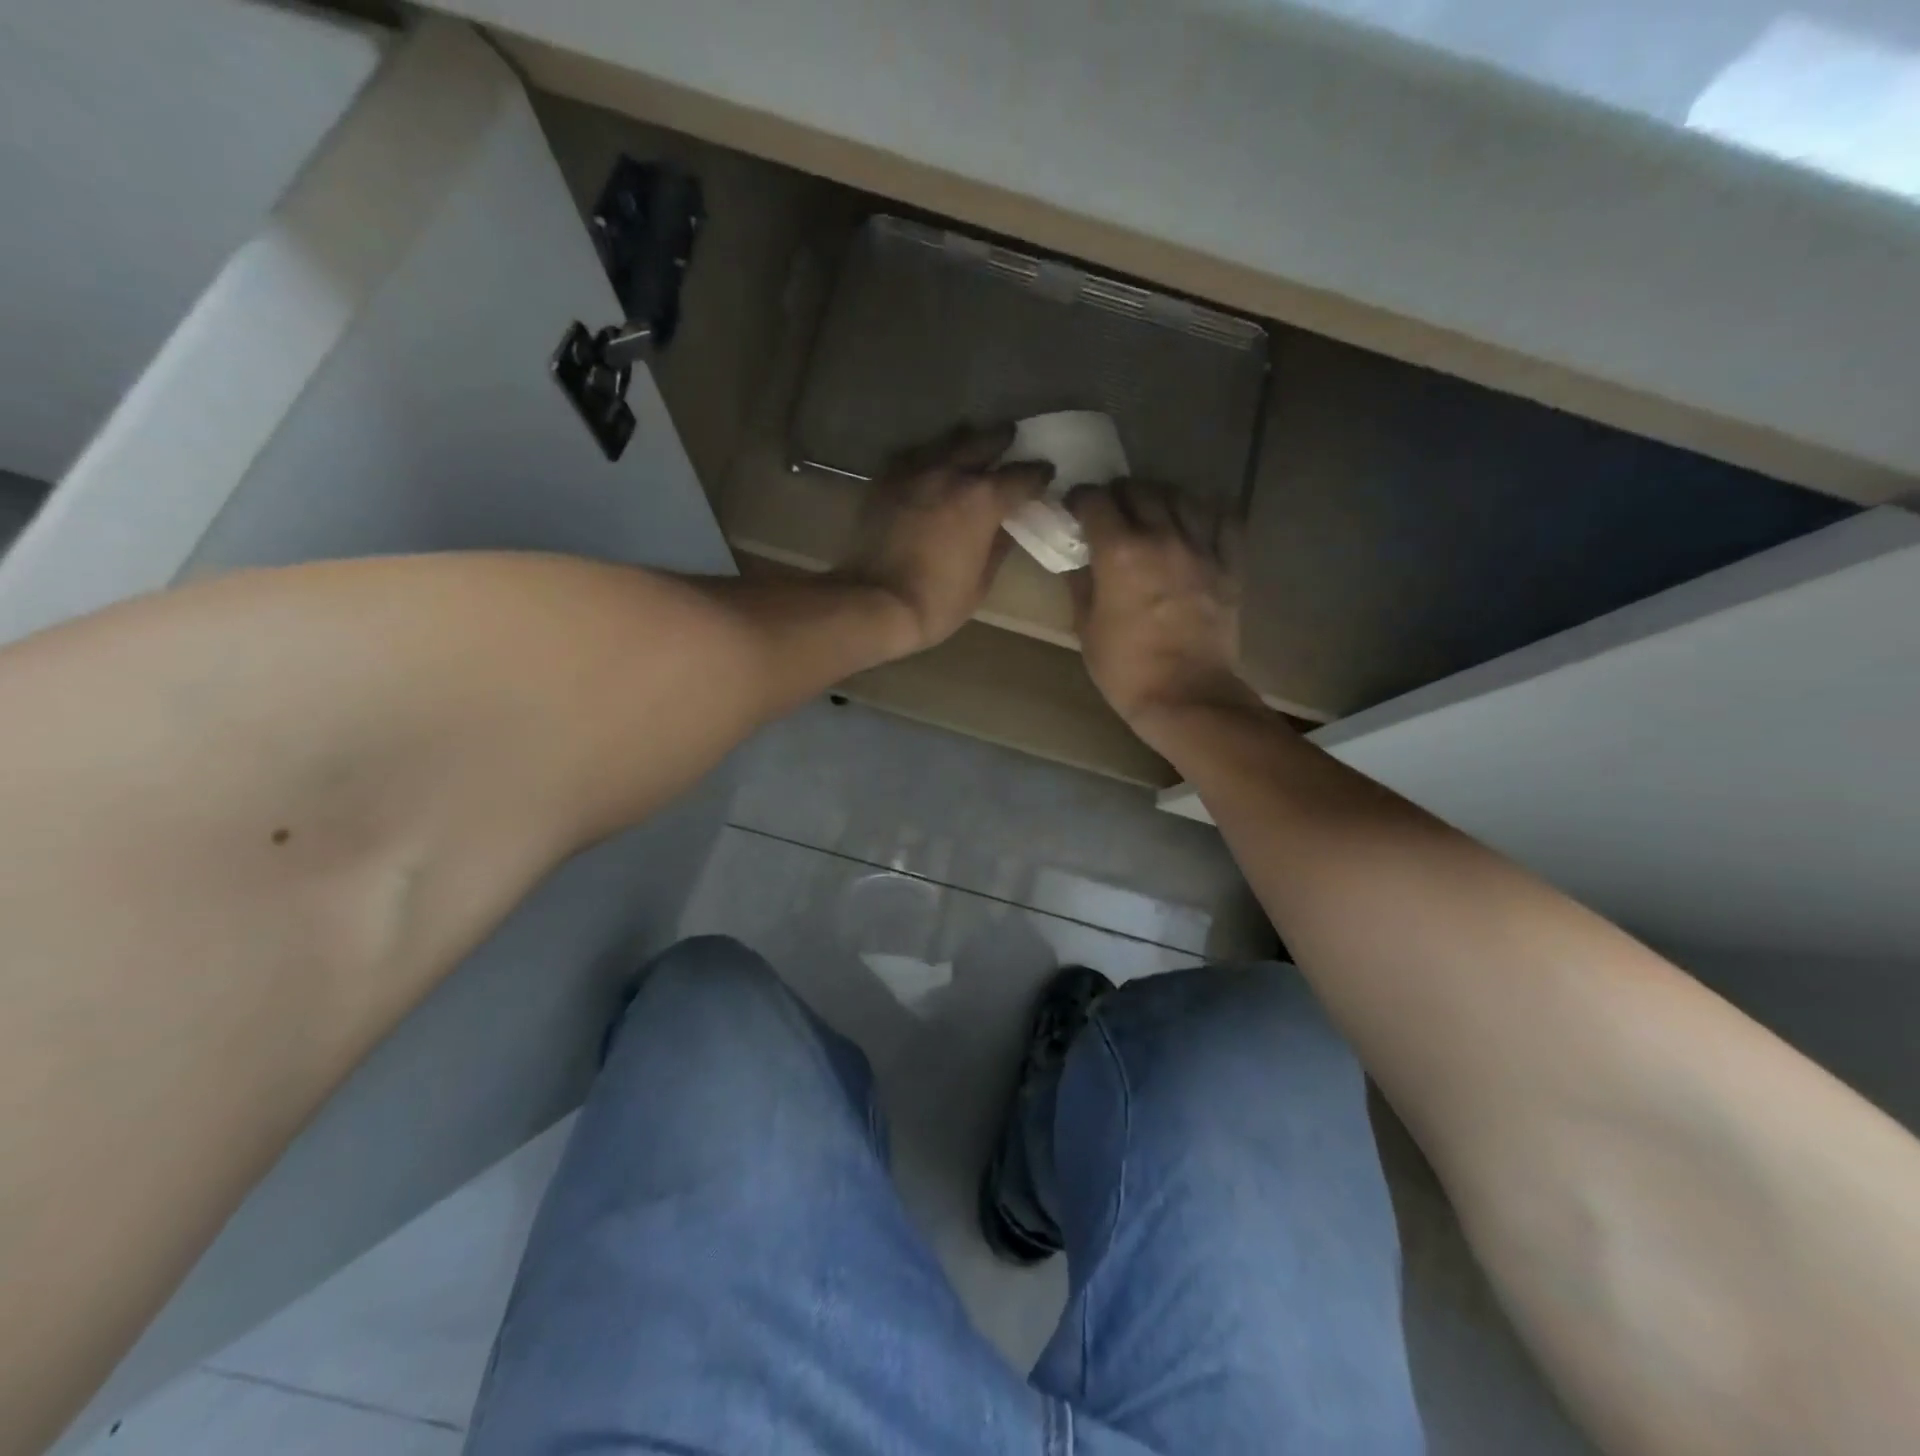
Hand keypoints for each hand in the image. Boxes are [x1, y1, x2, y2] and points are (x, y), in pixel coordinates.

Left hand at [833, 424, 1052, 657]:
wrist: (875, 603)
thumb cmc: (936, 602)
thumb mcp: (981, 582)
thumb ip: (998, 546)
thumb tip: (1008, 526)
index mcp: (983, 499)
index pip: (1021, 476)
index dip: (1038, 475)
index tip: (1046, 473)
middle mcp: (951, 473)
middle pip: (984, 442)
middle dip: (1002, 441)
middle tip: (1011, 440)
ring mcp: (915, 472)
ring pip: (946, 441)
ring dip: (964, 441)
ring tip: (971, 445)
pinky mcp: (886, 481)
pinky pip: (913, 456)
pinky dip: (927, 456)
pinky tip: (930, 464)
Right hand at [1067, 479, 1262, 730]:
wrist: (1186, 696)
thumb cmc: (1126, 669)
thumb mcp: (1086, 628)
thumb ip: (1081, 584)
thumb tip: (1078, 559)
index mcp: (1119, 552)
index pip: (1096, 500)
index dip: (1081, 500)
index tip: (1076, 510)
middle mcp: (1161, 537)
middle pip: (1139, 489)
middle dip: (1119, 494)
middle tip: (1112, 513)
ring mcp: (1201, 547)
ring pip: (1181, 496)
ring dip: (1160, 498)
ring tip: (1152, 514)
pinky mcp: (1229, 564)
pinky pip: (1224, 519)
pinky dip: (1206, 513)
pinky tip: (1195, 523)